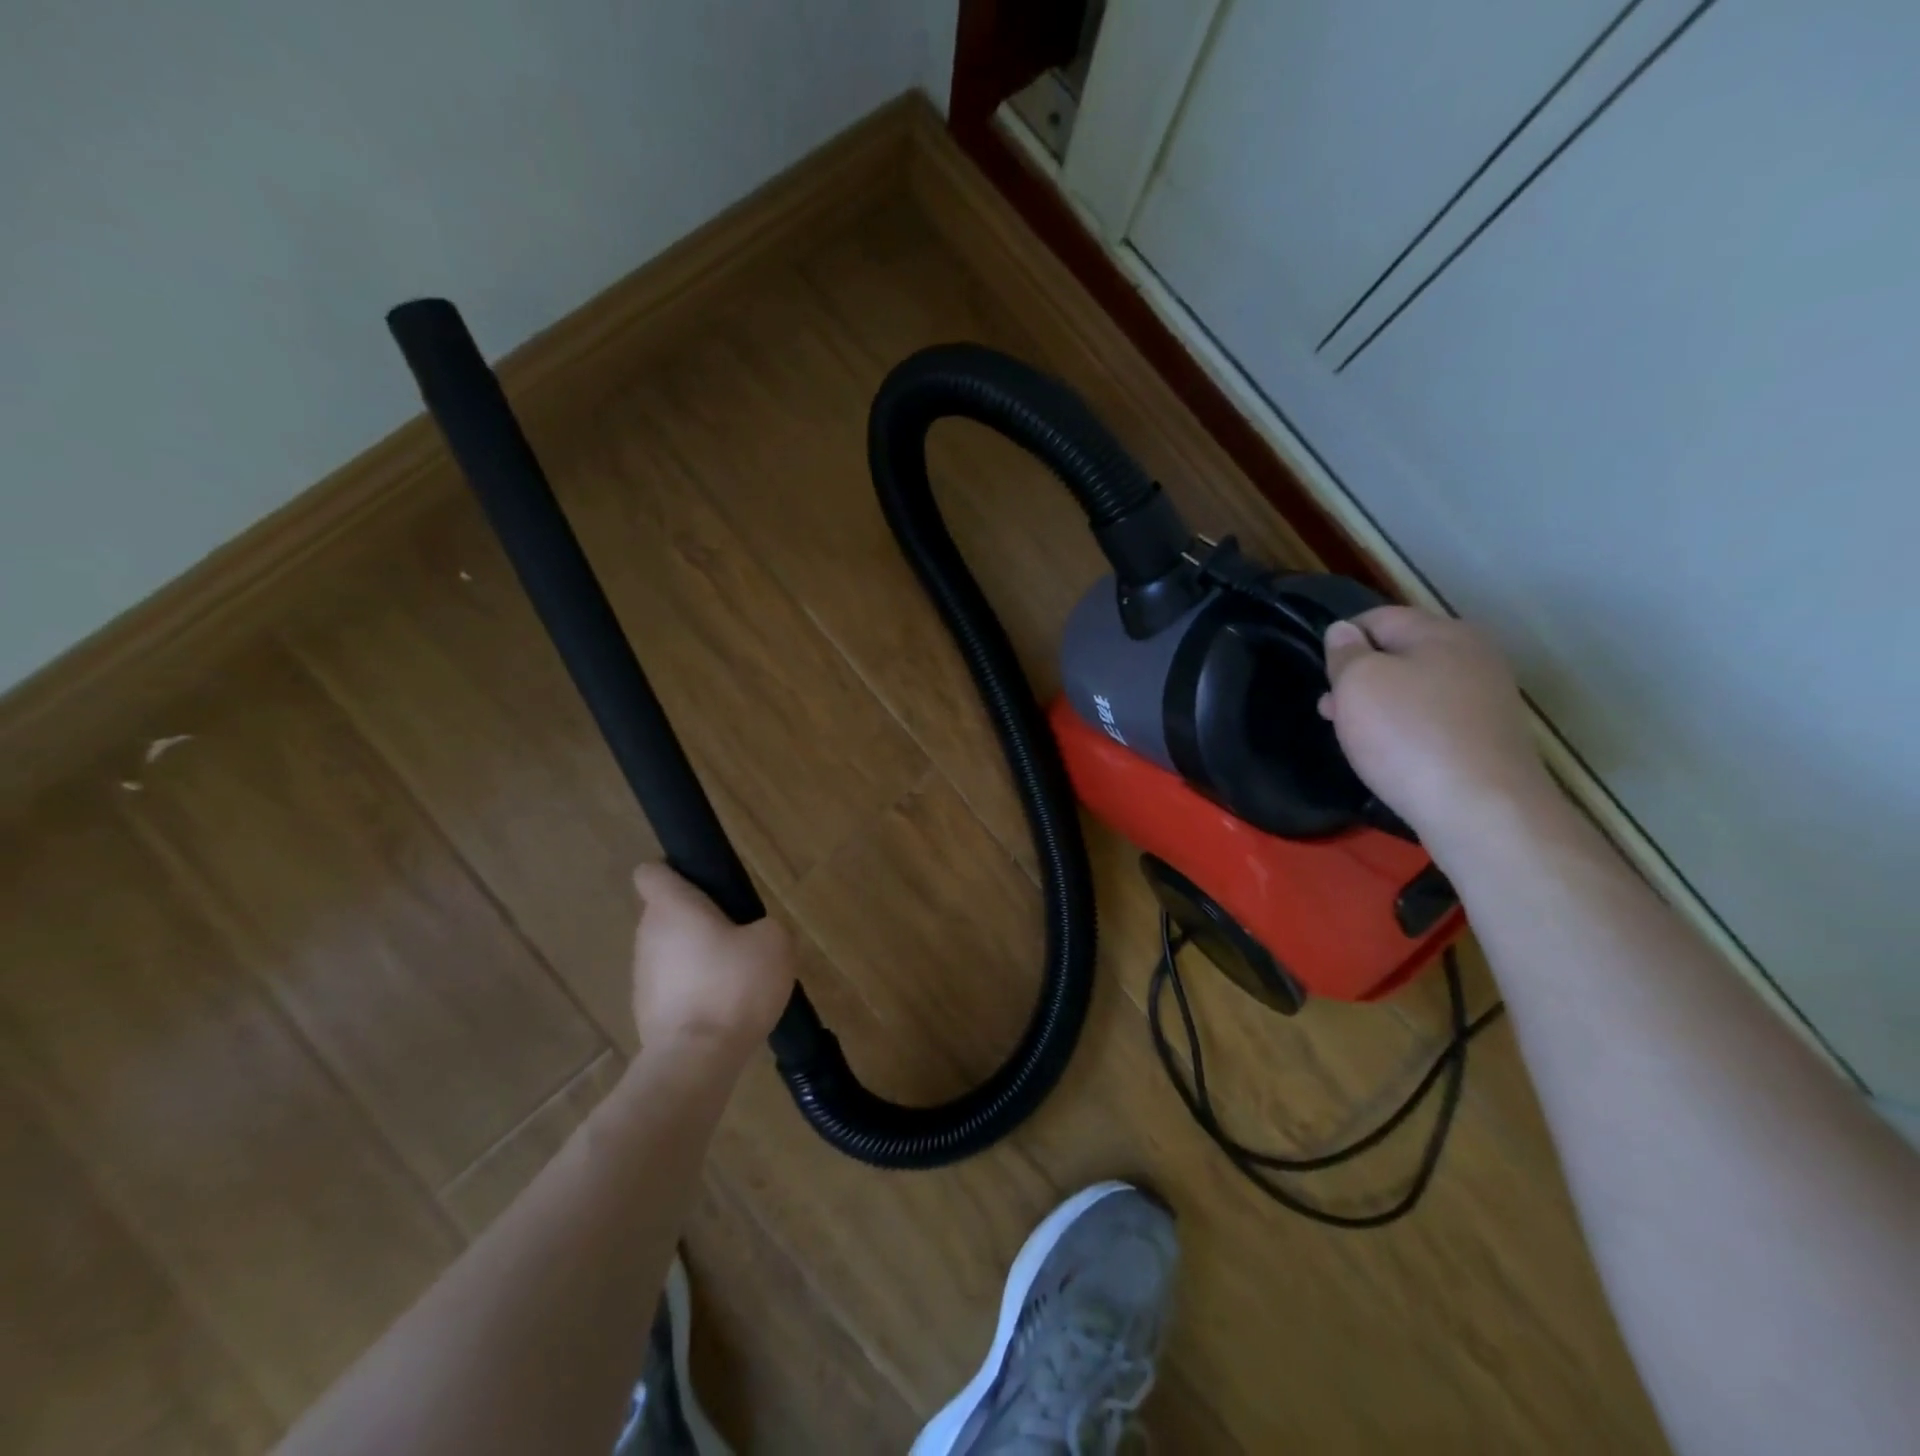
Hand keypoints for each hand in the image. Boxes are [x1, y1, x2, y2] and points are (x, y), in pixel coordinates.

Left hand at [628, 864, 793, 1056]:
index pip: (652, 871)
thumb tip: (753, 934)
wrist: (696, 1060)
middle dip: (698, 920)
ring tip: (735, 978)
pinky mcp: (646, 1012)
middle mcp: (648, 935)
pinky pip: (673, 988)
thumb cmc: (733, 985)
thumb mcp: (773, 942)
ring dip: (697, 958)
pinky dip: (694, 992)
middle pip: (667, 913)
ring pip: (671, 952)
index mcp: (673, 907)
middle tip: (738, 935)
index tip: (706, 886)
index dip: (676, 872)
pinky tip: (723, 1009)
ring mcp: (642, 976)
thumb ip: (764, 925)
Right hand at [1319, 606, 1554, 846]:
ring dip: (1380, 706)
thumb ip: (1345, 652)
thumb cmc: (1407, 735)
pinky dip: (1406, 730)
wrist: (1480, 808)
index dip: (1342, 640)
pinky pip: (1433, 720)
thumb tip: (1344, 631)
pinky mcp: (1488, 737)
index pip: (1379, 617)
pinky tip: (1390, 754)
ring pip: (1415, 689)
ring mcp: (1486, 698)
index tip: (1322, 674)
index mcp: (1442, 632)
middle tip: (1330, 710)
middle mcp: (1473, 656)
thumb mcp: (1358, 683)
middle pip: (1400, 653)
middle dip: (1359, 677)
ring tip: (1353, 735)